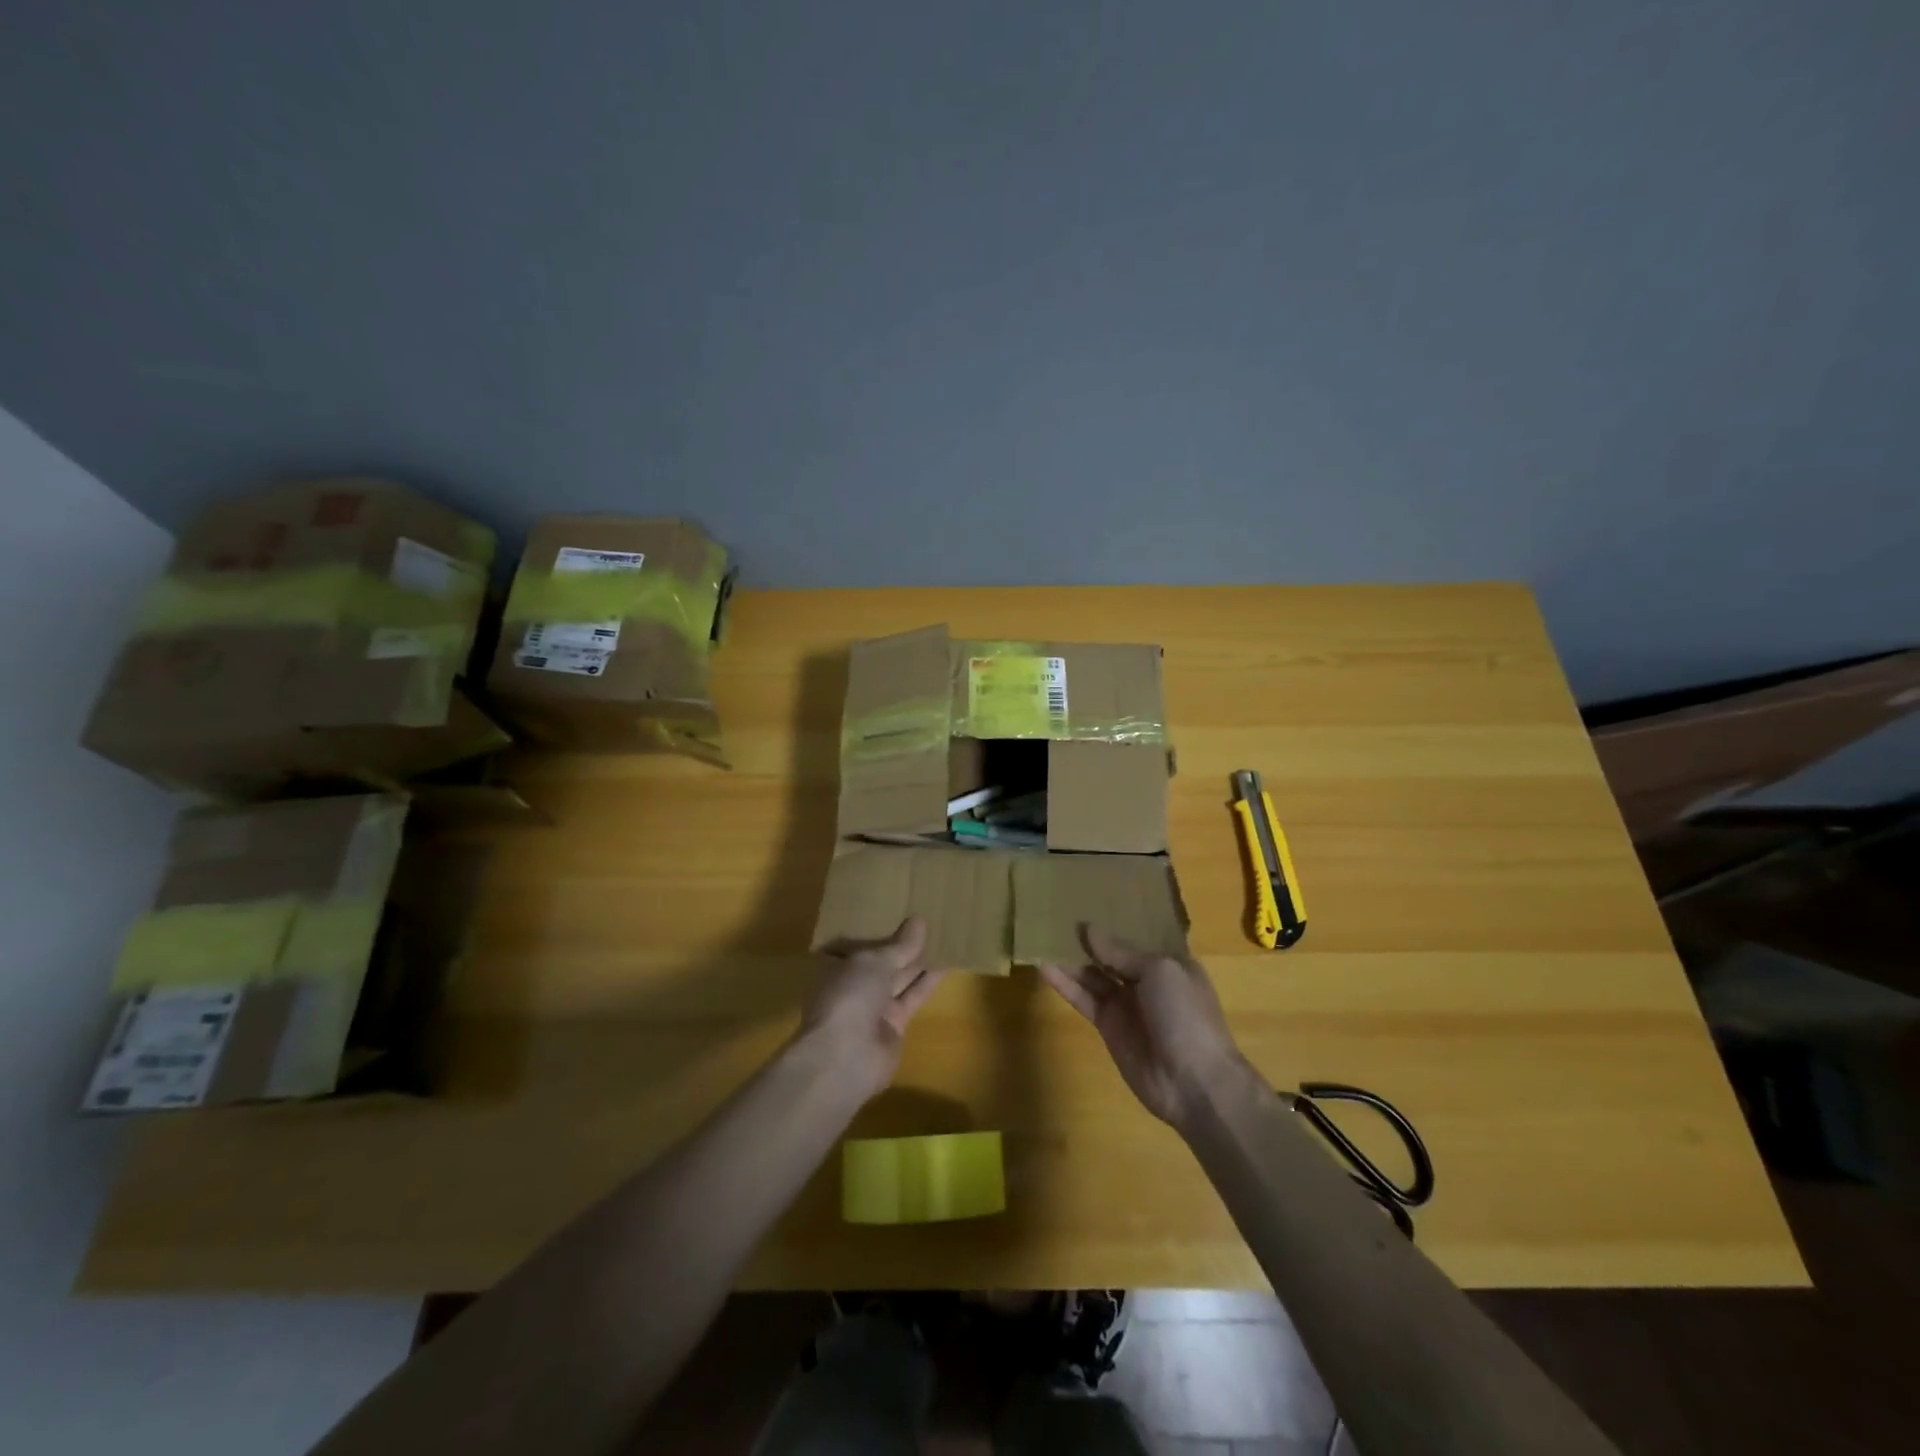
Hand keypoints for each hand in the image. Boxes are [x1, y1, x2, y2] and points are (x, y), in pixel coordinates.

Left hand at [797, 917, 946, 1099]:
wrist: (845, 1057)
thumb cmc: (849, 996)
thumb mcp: (874, 962)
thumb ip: (900, 945)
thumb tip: (919, 920)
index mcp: (837, 966)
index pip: (859, 944)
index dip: (877, 928)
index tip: (898, 911)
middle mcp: (854, 986)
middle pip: (882, 962)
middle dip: (902, 944)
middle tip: (929, 920)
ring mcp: (873, 1008)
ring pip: (900, 979)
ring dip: (920, 962)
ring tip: (943, 936)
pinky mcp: (894, 1026)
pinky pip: (913, 998)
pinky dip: (928, 983)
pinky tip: (946, 964)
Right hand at [1039, 926, 1256, 1130]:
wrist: (1193, 1081)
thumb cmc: (1185, 1014)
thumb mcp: (1159, 971)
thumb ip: (1122, 952)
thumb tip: (1089, 930)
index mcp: (1169, 962)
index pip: (1137, 936)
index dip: (1114, 919)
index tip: (1087, 900)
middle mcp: (1146, 980)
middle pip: (1111, 955)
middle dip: (1088, 939)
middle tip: (1055, 914)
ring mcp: (1126, 1004)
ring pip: (1093, 975)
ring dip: (1071, 959)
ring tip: (1042, 936)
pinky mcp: (1108, 1026)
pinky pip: (1084, 999)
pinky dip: (1065, 984)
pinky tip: (1044, 967)